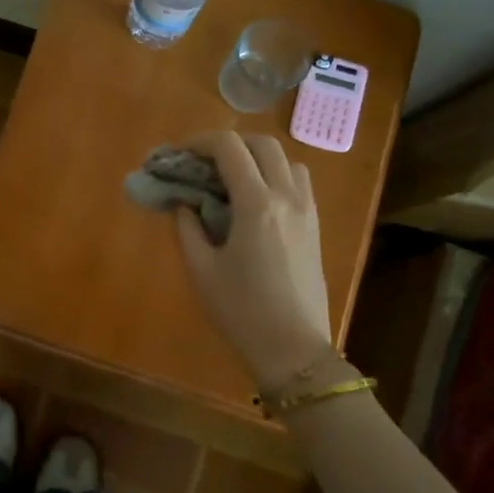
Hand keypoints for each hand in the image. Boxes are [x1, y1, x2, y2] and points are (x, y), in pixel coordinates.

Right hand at [173, 131, 332, 391]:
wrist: (294, 350)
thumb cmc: (241, 311)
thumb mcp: (201, 270)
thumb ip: (188, 228)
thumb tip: (185, 203)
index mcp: (257, 204)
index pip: (229, 148)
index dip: (199, 142)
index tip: (178, 154)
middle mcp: (287, 197)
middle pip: (262, 144)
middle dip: (228, 144)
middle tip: (201, 163)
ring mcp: (307, 211)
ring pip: (286, 160)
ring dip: (256, 158)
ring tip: (230, 180)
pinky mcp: (315, 227)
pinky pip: (298, 183)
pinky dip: (274, 176)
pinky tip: (254, 202)